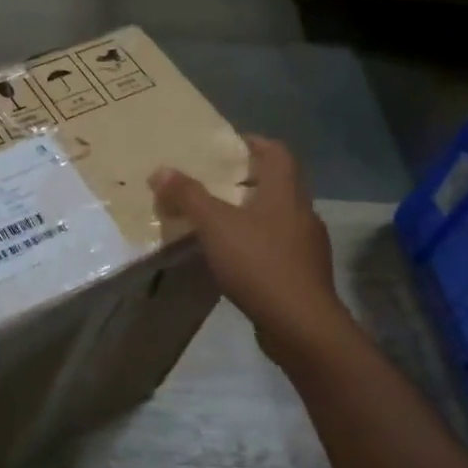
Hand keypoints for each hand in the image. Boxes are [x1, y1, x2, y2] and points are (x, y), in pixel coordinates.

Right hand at [150, 135, 342, 361]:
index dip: (254, 142)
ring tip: (220, 220)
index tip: (228, 145)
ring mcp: (307, 246)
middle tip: (215, 182)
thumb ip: (188, 196)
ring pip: (279, 217)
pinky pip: (278, 246)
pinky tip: (236, 257)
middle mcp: (302, 213)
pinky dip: (257, 243)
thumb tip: (160, 169)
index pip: (277, 152)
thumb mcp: (215, 225)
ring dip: (252, 213)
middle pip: (278, 184)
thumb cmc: (259, 263)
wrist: (301, 325)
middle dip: (248, 179)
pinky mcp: (304, 274)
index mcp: (286, 193)